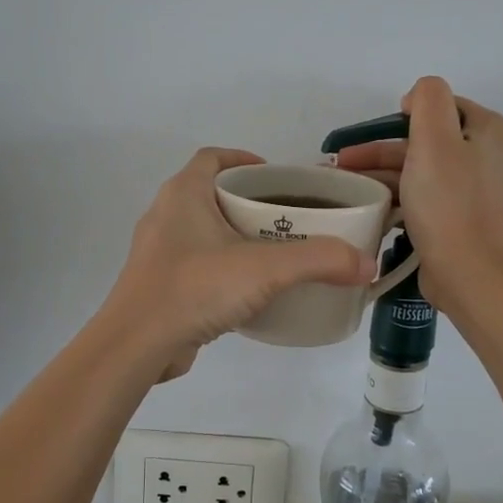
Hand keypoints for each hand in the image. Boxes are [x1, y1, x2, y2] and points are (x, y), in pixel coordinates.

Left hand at [104, 148, 375, 381]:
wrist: (136, 345)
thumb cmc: (195, 288)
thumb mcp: (265, 269)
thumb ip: (319, 261)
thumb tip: (367, 264)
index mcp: (183, 194)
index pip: (213, 157)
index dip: (244, 160)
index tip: (277, 177)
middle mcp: (166, 215)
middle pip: (212, 193)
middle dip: (249, 202)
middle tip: (289, 219)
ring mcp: (158, 252)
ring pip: (203, 231)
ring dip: (236, 236)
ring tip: (276, 253)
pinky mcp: (159, 284)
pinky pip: (197, 264)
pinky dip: (223, 267)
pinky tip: (249, 290)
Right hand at [332, 77, 502, 315]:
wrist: (469, 275)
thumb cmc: (449, 203)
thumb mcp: (434, 138)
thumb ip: (428, 100)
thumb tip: (417, 98)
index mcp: (495, 132)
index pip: (444, 107)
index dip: (405, 115)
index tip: (371, 134)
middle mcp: (495, 157)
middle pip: (431, 140)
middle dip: (384, 149)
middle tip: (344, 162)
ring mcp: (483, 192)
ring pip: (426, 169)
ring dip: (386, 173)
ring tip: (347, 184)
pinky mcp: (468, 220)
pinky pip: (431, 196)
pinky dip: (402, 195)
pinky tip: (372, 204)